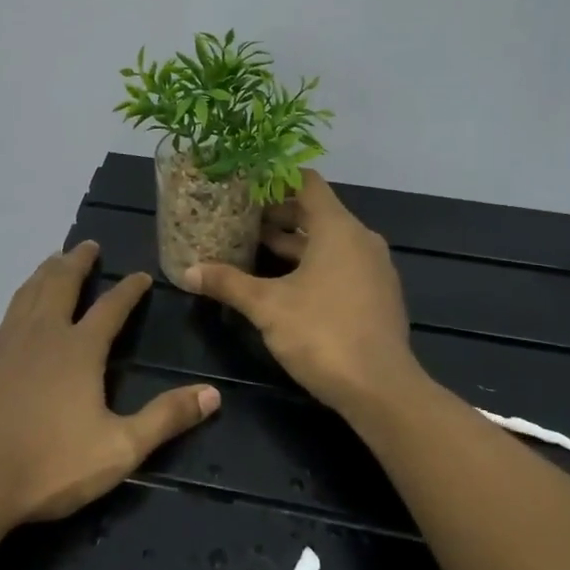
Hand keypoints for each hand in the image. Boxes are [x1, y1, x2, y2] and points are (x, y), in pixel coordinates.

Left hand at [0, 240, 220, 525]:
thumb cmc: (48, 465)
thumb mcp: (119, 449)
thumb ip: (166, 418)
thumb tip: (213, 393)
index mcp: (78, 349)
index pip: (111, 307)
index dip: (129, 289)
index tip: (141, 274)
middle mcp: (42, 334)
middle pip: (61, 283)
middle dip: (78, 262)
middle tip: (88, 245)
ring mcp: (4, 344)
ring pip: (28, 293)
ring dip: (45, 272)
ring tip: (53, 261)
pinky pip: (6, 317)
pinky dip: (20, 300)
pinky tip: (18, 315)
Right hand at [180, 170, 421, 416]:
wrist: (381, 390)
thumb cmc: (322, 334)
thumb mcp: (267, 306)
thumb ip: (228, 283)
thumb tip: (188, 272)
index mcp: (338, 228)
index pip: (307, 183)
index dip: (275, 179)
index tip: (245, 184)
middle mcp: (360, 239)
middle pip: (316, 212)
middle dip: (277, 215)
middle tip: (239, 219)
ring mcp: (373, 268)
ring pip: (328, 242)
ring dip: (293, 243)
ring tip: (253, 248)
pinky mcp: (377, 295)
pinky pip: (341, 264)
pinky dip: (313, 264)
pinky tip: (283, 283)